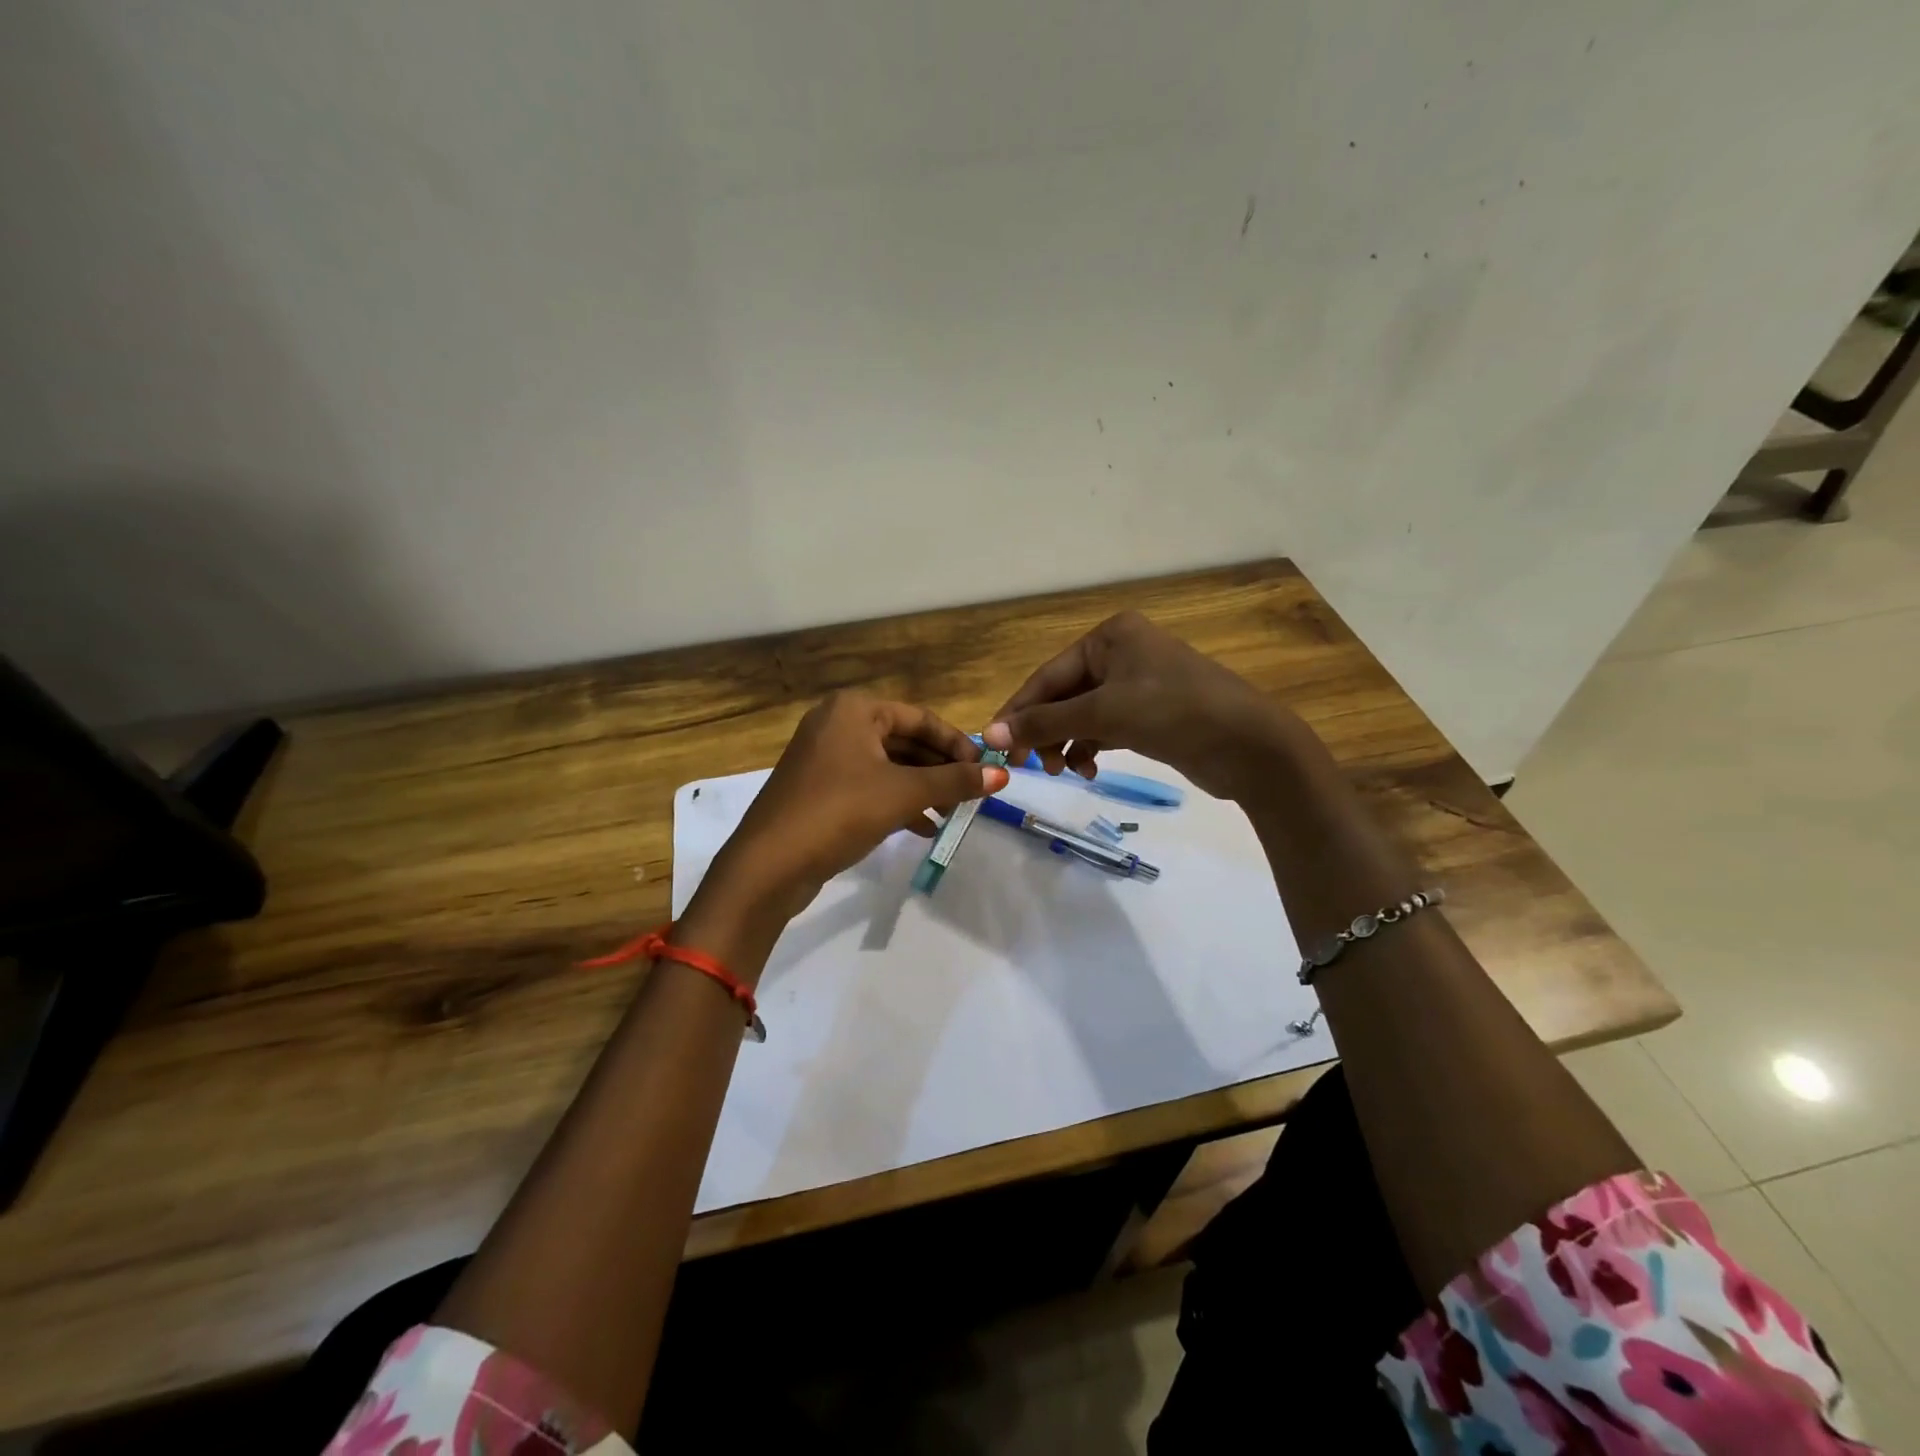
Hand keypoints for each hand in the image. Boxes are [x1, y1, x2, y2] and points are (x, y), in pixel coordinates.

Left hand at [697, 692, 1009, 931]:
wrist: (769, 865)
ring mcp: (825, 757)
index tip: (986, 770)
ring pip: (888, 766)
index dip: (957, 744)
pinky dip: (898, 802)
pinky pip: (869, 785)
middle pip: (905, 741)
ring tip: (952, 814)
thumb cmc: (839, 812)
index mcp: (854, 709)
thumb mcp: (902, 793)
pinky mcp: (820, 788)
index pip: (921, 718)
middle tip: (972, 795)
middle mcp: (837, 723)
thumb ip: (954, 781)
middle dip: (940, 769)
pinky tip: (924, 827)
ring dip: (922, 788)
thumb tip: (1002, 775)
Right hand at [984, 611, 1298, 801]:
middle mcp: (1121, 653)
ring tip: (1064, 771)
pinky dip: (1091, 748)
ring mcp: (1137, 684)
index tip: (993, 746)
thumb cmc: (1174, 712)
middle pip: (1063, 696)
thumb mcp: (1104, 714)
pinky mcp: (1149, 714)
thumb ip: (1045, 723)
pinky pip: (1104, 728)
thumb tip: (989, 736)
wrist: (1250, 745)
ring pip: (1082, 715)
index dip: (1018, 712)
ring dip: (1066, 743)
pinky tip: (1088, 769)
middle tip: (1028, 767)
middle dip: (1045, 732)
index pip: (1048, 676)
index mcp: (1110, 637)